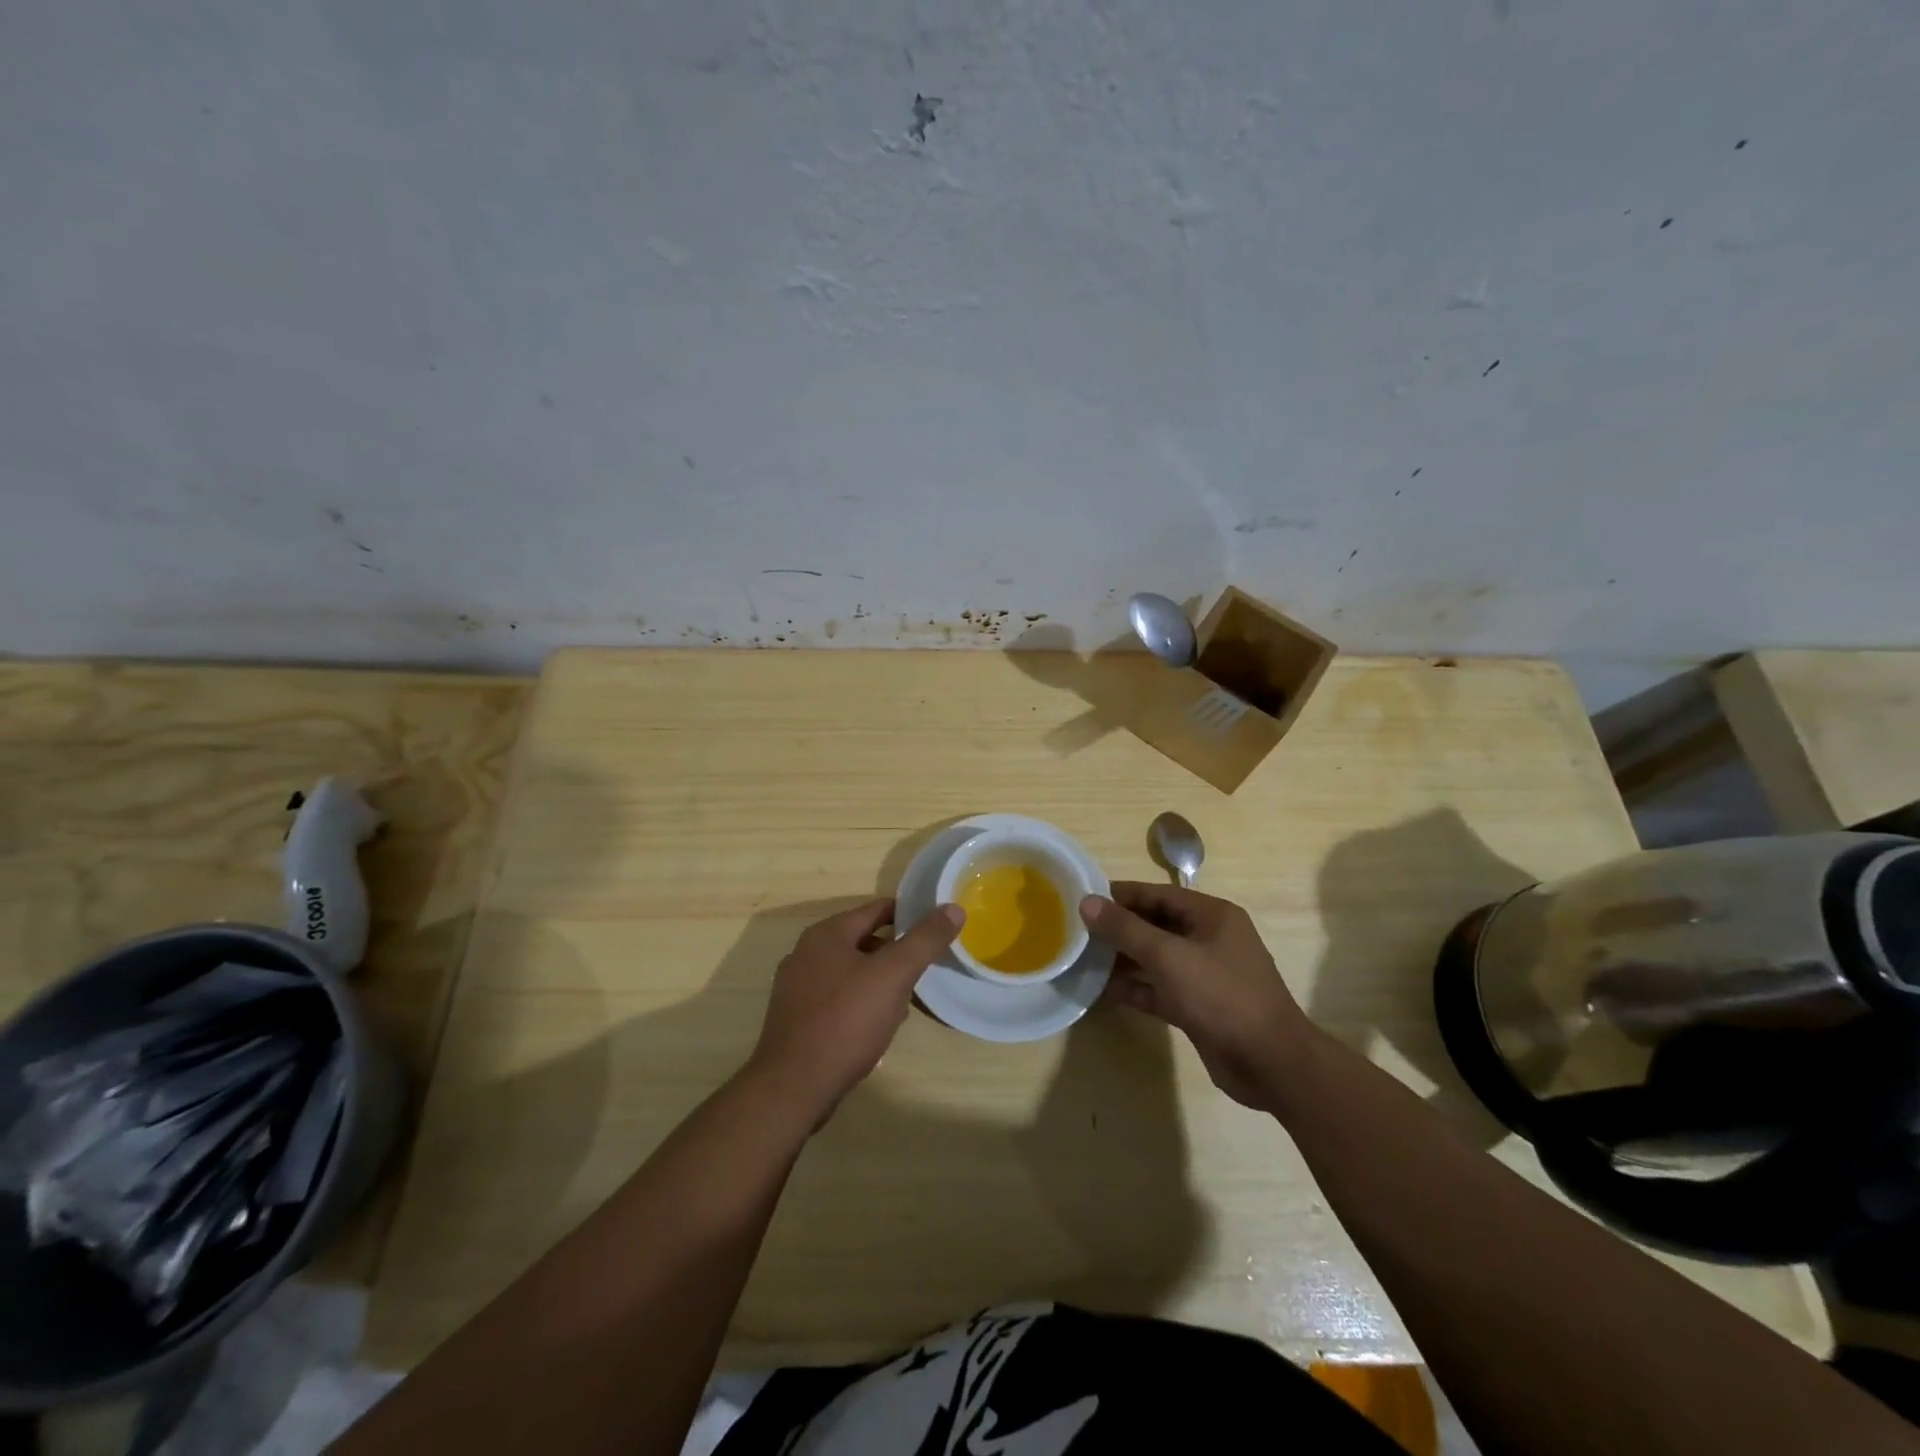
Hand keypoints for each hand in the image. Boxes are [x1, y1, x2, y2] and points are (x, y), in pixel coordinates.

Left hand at [748, 899, 963, 1121]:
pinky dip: (860, 1003)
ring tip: (904, 1004)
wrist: (793, 1087)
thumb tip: (952, 908)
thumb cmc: (846, 1022)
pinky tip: (875, 1028)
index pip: (878, 909)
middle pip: (864, 940)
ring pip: (851, 971)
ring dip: (879, 981)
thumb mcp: (894, 975)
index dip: (910, 916)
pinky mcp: (796, 1017)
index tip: (937, 932)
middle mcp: (807, 952)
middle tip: (924, 972)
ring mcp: (797, 986)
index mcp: (827, 933)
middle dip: (896, 954)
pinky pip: (837, 998)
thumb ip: (924, 940)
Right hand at [1080, 883, 1311, 1109]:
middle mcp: (1210, 939)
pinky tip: (1102, 989)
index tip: (1085, 898)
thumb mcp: (1168, 956)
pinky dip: (1135, 987)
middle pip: (1157, 924)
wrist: (1270, 1063)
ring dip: (1123, 958)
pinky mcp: (1199, 1007)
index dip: (1122, 895)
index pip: (1159, 894)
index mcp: (1212, 916)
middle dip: (1120, 927)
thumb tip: (1087, 902)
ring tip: (1083, 957)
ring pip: (1157, 958)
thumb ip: (1125, 929)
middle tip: (1078, 930)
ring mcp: (1206, 975)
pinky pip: (1160, 988)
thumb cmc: (1221, 996)